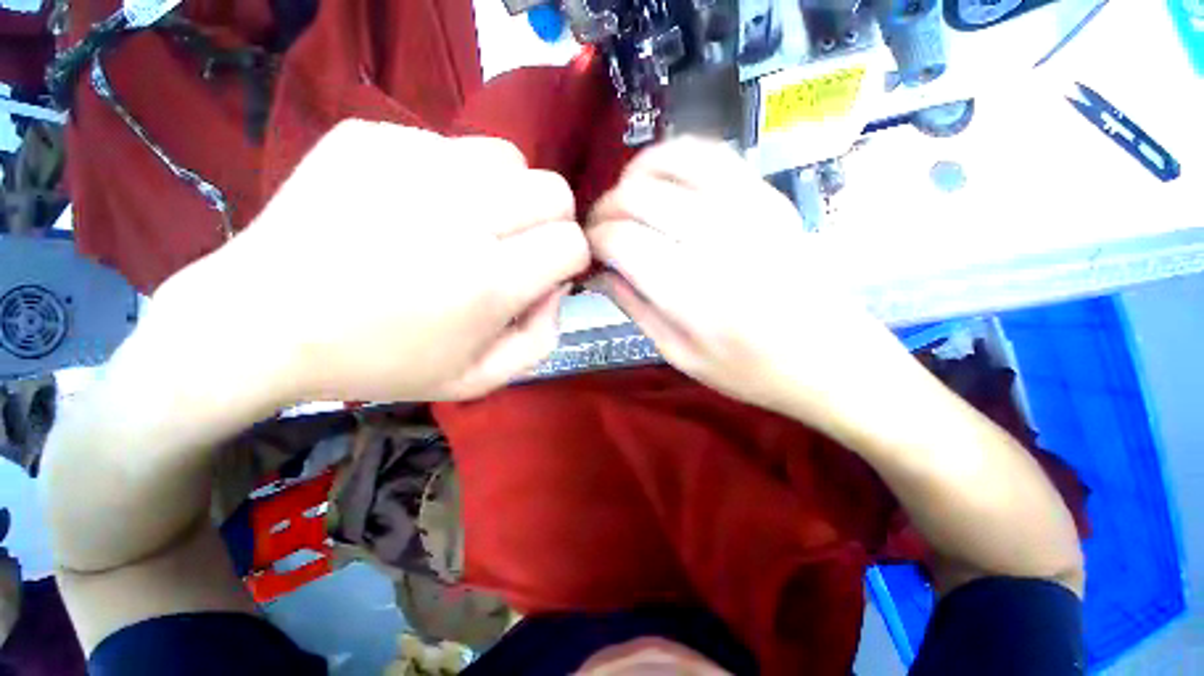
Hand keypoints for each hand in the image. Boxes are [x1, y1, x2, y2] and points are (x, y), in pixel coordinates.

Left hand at [159, 120, 588, 403]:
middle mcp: (459, 216)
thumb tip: (557, 285)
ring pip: (509, 157)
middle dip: (551, 221)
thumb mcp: (478, 378)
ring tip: (471, 222)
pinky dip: (453, 177)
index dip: (568, 258)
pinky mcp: (370, 137)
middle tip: (516, 245)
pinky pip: (449, 145)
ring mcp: (410, 164)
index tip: (545, 272)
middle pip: (553, 190)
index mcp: (488, 282)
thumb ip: (540, 339)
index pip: (572, 242)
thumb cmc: (380, 362)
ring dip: (507, 193)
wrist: (263, 322)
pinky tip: (416, 208)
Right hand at [587, 138, 905, 425]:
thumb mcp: (679, 354)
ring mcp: (748, 208)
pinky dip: (673, 157)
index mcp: (693, 293)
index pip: (620, 240)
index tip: (588, 253)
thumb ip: (634, 306)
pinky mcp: (767, 195)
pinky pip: (709, 153)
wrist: (831, 358)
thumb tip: (597, 271)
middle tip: (600, 234)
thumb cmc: (751, 371)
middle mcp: (718, 240)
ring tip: (627, 205)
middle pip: (636, 197)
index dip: (592, 241)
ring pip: (668, 162)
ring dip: (633, 178)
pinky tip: (662, 182)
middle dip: (604, 210)